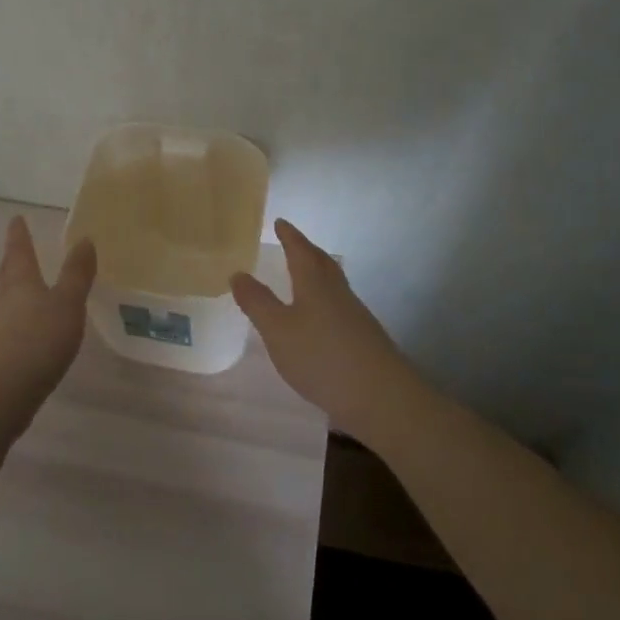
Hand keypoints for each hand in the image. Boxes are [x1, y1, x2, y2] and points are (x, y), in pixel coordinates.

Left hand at [0, 216, 97, 407]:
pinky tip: (19, 335)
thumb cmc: (36, 341)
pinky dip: (11, 324)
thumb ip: (76, 274)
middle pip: (6, 275)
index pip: (18, 250)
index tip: (16, 219)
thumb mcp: (67, 304)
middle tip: (17, 252)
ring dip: (10, 294)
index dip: (19, 234)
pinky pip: (1, 329)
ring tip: (22, 293)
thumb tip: (84, 239)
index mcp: (19, 281)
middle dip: (13, 263)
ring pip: (1, 302)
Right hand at [231, 219, 418, 437]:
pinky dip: (325, 302)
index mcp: (315, 284)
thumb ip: (257, 302)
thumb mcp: (277, 330)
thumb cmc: (321, 356)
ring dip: (317, 276)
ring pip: (333, 285)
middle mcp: (338, 293)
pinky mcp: (364, 339)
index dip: (290, 236)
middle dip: (306, 251)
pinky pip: (339, 308)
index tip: (280, 222)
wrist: (381, 397)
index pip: (300, 250)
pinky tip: (319, 320)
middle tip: (293, 243)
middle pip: (322, 264)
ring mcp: (355, 316)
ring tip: (303, 278)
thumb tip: (238, 273)